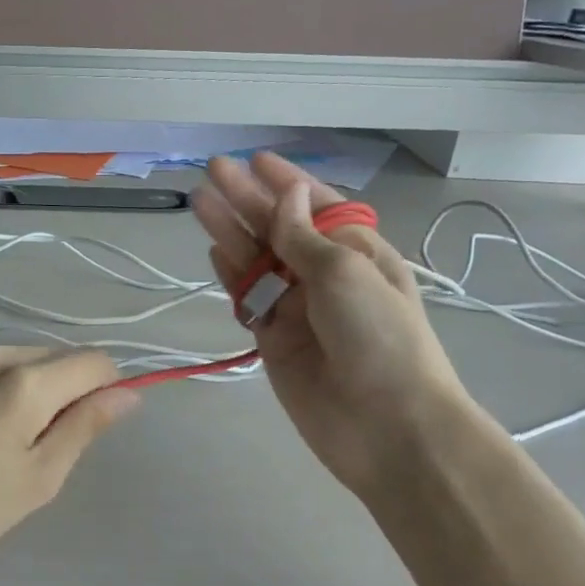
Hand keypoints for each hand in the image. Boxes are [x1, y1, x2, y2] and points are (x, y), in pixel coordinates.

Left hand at [0, 347, 140, 578]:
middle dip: (67, 389)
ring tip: (3, 439)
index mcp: (25, 381)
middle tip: (42, 445)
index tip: (88, 428)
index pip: (94, 362)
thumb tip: (127, 394)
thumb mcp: (38, 479)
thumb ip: (84, 427)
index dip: (106, 391)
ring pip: (19, 357)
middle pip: (56, 356)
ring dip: (31, 386)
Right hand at [191, 153, 470, 494]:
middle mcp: (325, 275)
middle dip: (247, 199)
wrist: (386, 425)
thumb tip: (288, 196)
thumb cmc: (378, 336)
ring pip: (256, 260)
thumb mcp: (345, 272)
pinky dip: (231, 274)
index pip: (317, 206)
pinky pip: (247, 298)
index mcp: (358, 252)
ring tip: (198, 200)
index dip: (287, 183)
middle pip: (279, 228)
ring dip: (230, 230)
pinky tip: (213, 249)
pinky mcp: (273, 338)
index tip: (256, 160)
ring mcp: (297, 307)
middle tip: (213, 170)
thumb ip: (304, 235)